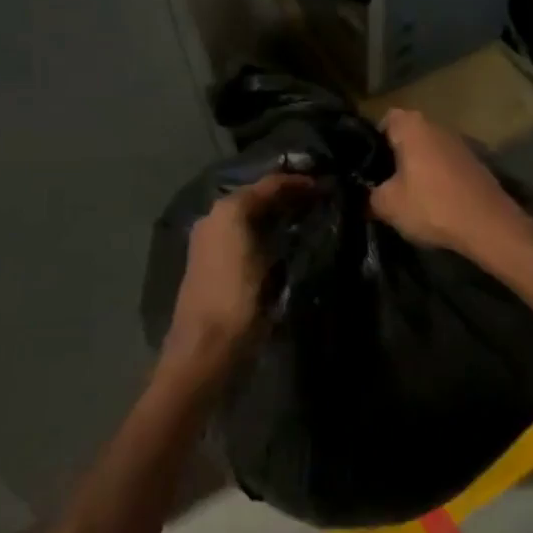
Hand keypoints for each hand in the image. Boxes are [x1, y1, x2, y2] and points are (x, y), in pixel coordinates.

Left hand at [165, 174, 305, 376]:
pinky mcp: (217, 269)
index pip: (267, 185)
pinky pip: (248, 237)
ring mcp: (213, 246)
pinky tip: (287, 242)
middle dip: (287, 196)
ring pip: (252, 218)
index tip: (325, 184)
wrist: (206, 350)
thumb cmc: (236, 299)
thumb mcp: (258, 253)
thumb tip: (297, 197)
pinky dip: (268, 233)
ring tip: (310, 217)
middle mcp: (215, 222)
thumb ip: (270, 214)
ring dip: (278, 215)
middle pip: (257, 198)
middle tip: (321, 198)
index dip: (297, 182)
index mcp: (225, 212)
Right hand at [369, 108, 530, 261]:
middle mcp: (438, 126)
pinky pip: (446, 164)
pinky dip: (437, 177)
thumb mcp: (388, 205)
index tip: (367, 164)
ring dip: (418, 167)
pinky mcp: (476, 163)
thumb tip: (364, 197)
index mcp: (414, 126)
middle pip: (408, 134)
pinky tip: (433, 202)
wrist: (488, 225)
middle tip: (382, 182)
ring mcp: (460, 143)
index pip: (386, 119)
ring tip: (406, 195)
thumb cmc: (432, 206)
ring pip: (428, 150)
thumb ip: (369, 196)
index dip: (373, 139)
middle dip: (395, 155)